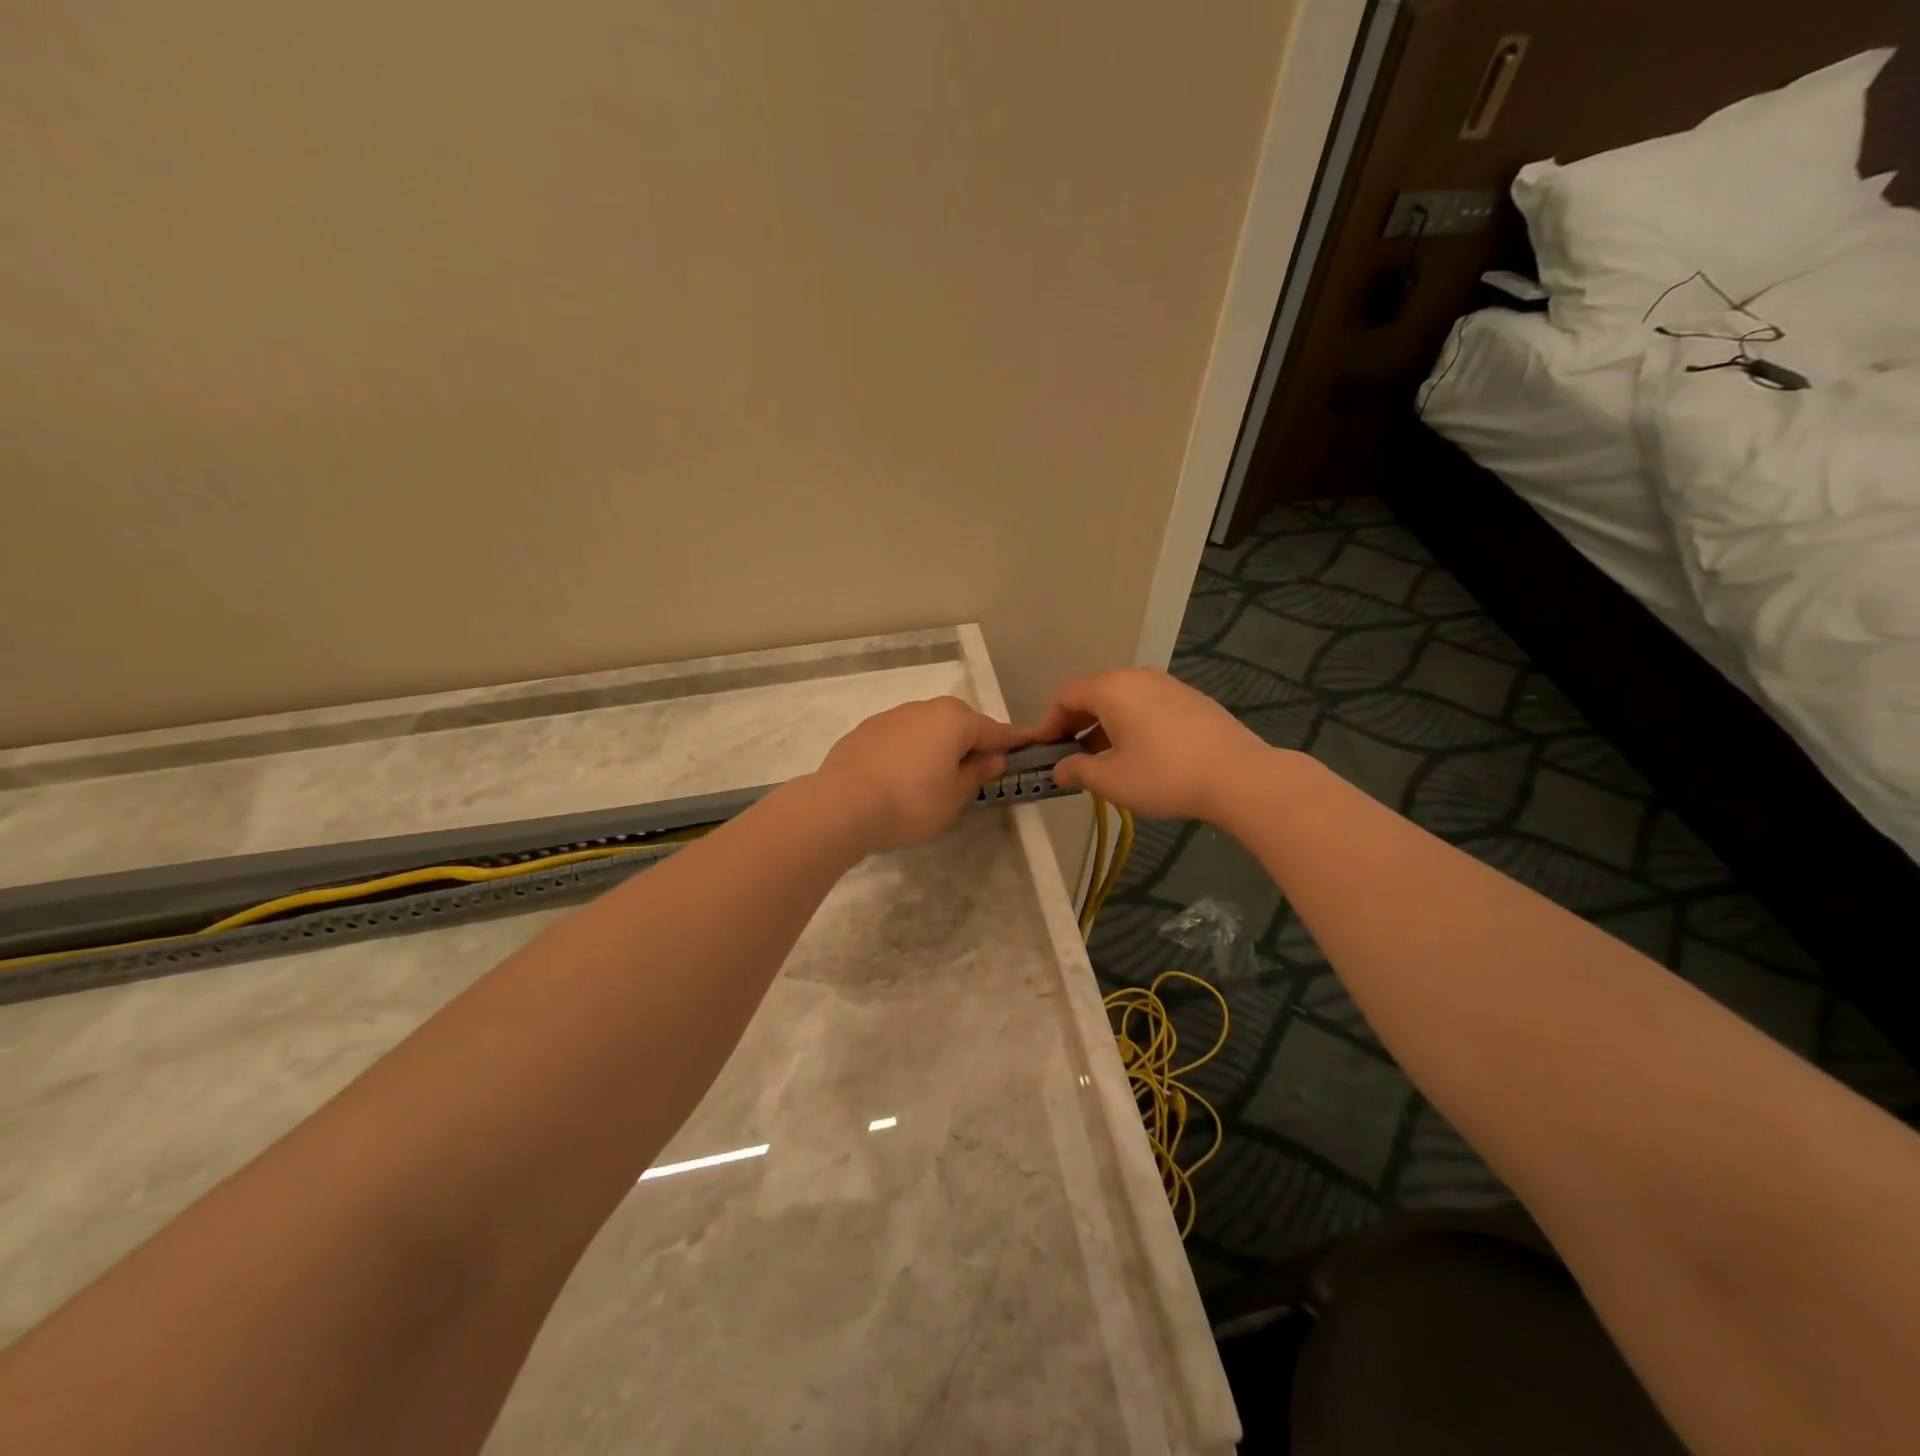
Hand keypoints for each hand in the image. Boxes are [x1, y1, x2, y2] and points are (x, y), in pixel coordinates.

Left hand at [813, 697, 1029, 851]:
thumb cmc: (910, 804)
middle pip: (959, 722)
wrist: (841, 806)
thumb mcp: (953, 797)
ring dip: (939, 743)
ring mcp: (892, 716)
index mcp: (954, 720)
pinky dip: (912, 749)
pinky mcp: (866, 730)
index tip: (1028, 744)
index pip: (994, 730)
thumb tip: (992, 758)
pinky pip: (902, 736)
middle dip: (972, 740)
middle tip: (979, 767)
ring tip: (938, 773)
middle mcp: (925, 708)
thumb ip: (976, 774)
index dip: (1012, 741)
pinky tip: (904, 773)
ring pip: (928, 726)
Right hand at [1032, 668, 1268, 822]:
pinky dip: (1130, 724)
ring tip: (1101, 759)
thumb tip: (1059, 770)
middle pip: (1094, 694)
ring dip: (1103, 726)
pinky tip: (1137, 754)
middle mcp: (1138, 677)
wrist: (1239, 776)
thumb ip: (1078, 771)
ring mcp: (1168, 685)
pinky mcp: (1191, 700)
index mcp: (1112, 689)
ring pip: (1122, 700)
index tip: (1043, 751)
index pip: (1066, 696)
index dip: (1049, 723)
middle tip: (1068, 756)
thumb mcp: (1112, 780)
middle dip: (1075, 724)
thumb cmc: (1164, 775)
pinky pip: (1147, 706)